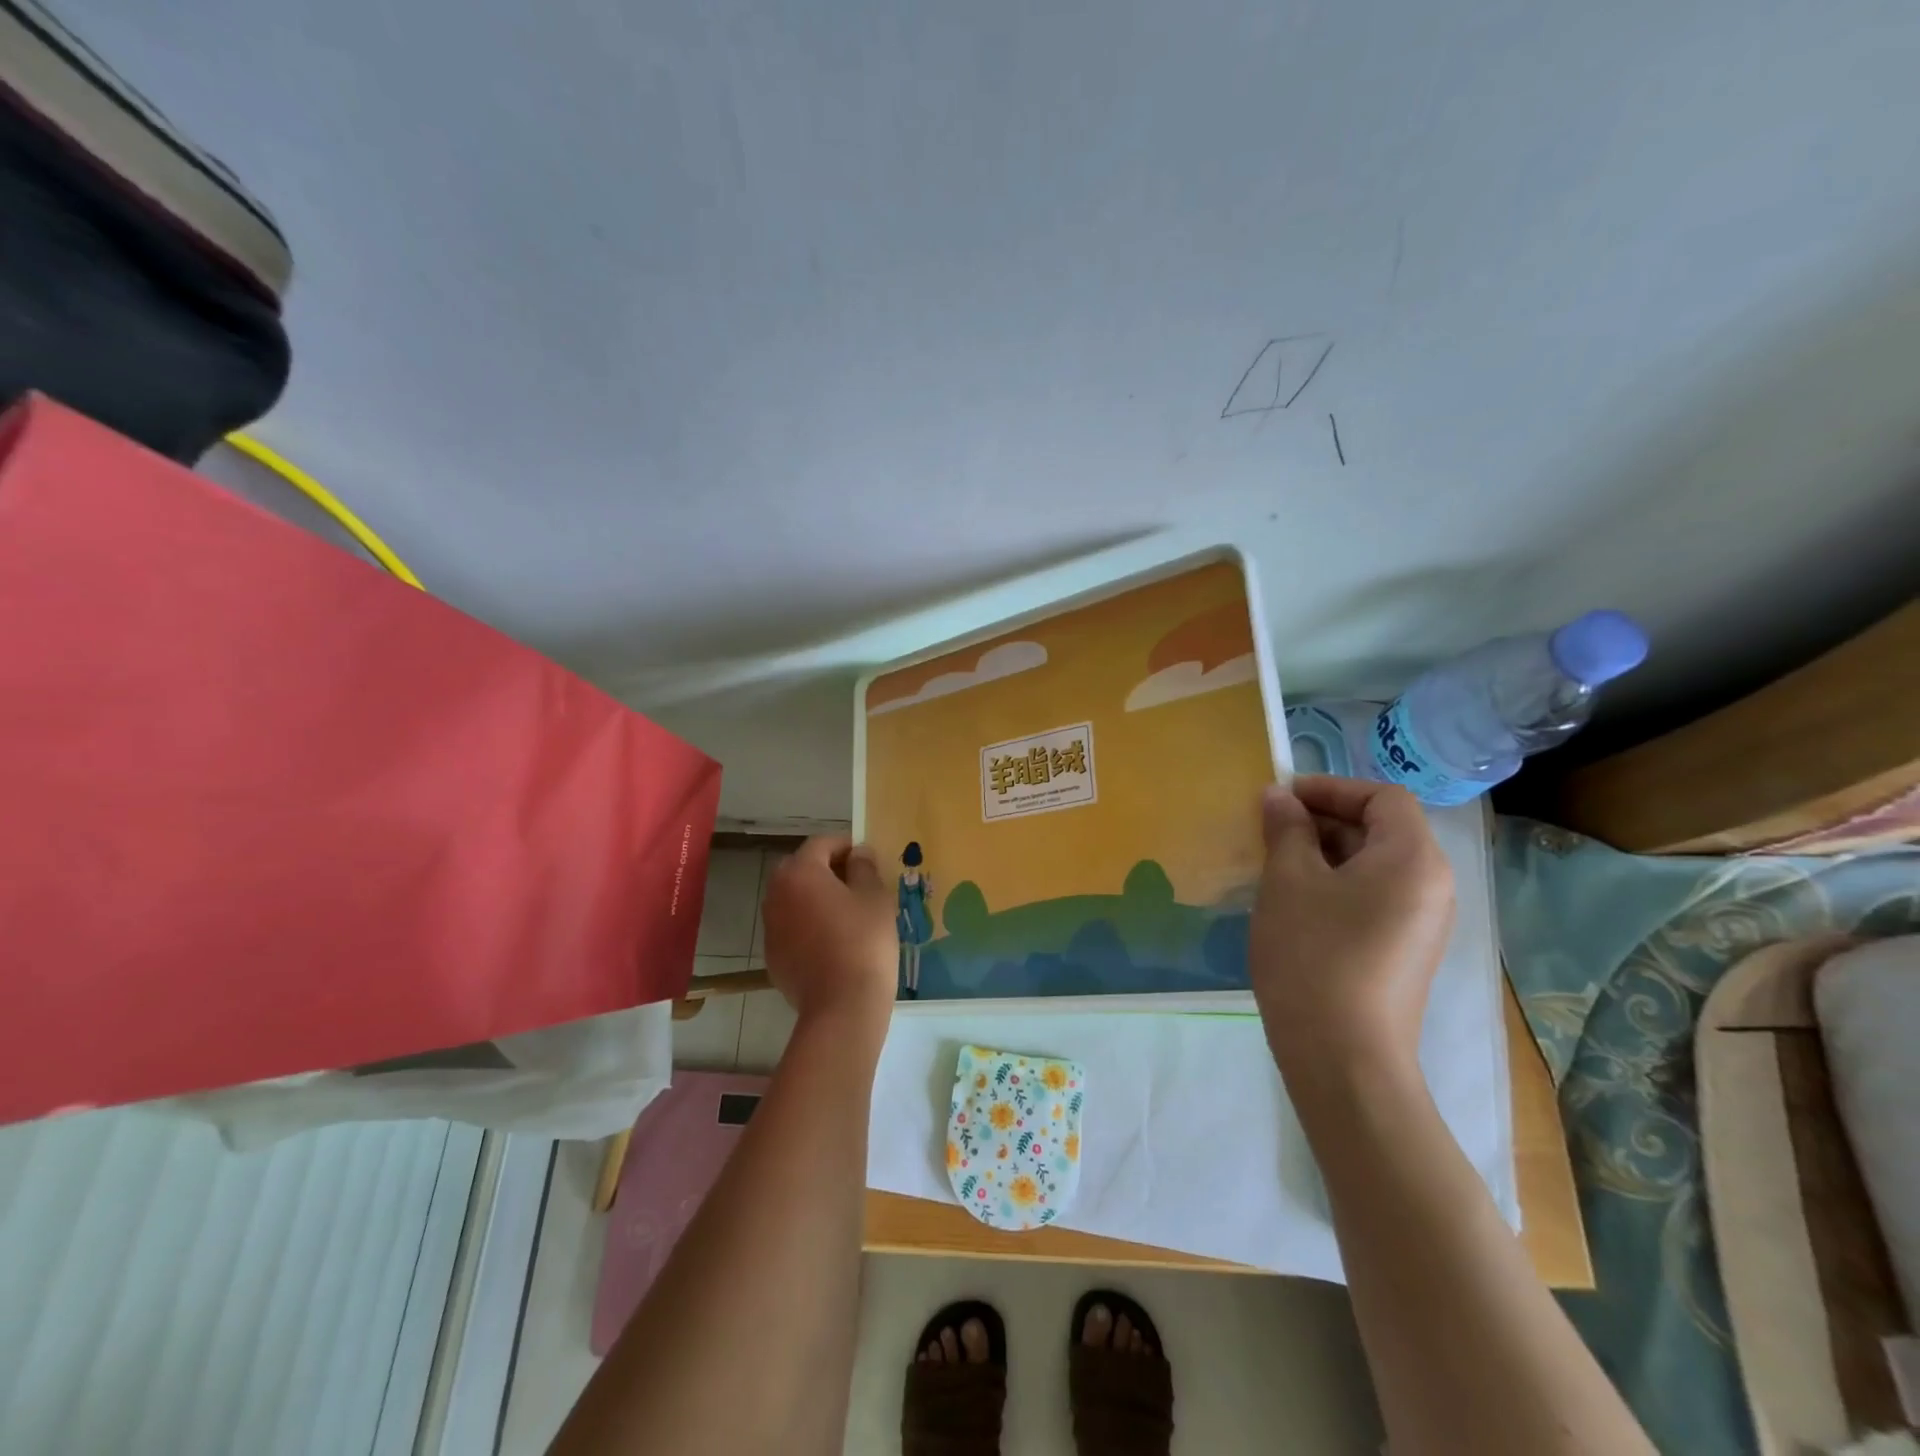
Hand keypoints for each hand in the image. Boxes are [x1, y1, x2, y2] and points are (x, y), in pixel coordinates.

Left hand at [759, 836, 898, 1035]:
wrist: (842, 1006)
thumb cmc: (863, 941)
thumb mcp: (875, 897)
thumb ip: (864, 868)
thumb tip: (858, 854)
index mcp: (800, 872)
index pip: (821, 844)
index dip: (846, 845)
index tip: (867, 857)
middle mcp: (777, 893)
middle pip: (801, 869)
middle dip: (827, 869)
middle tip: (857, 882)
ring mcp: (771, 926)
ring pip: (794, 898)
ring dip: (815, 897)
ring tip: (846, 911)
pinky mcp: (772, 955)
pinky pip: (791, 926)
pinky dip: (808, 924)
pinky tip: (833, 940)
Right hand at [1248, 776, 1454, 1082]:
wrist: (1344, 1058)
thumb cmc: (1314, 955)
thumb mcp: (1289, 881)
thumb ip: (1287, 829)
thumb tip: (1280, 797)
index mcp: (1413, 858)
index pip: (1382, 797)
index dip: (1331, 787)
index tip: (1282, 797)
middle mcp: (1432, 885)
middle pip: (1382, 828)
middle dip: (1324, 819)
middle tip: (1270, 828)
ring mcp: (1423, 922)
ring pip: (1374, 864)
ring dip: (1326, 852)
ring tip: (1276, 862)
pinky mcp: (1406, 950)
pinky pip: (1375, 896)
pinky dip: (1337, 884)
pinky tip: (1296, 901)